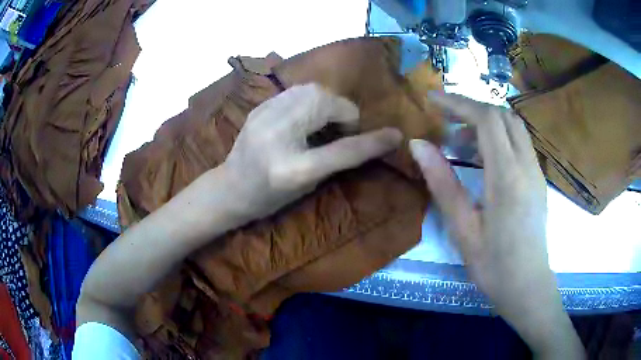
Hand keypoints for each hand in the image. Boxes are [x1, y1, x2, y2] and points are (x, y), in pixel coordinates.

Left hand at [223, 83, 401, 219]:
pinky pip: (296, 91)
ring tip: (324, 120)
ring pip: (312, 90)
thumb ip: (337, 160)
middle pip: (327, 103)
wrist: (229, 188)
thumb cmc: (270, 198)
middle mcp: (277, 135)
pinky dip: (311, 99)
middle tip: (342, 129)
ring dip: (328, 103)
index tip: (395, 135)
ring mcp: (264, 116)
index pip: (343, 150)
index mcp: (292, 169)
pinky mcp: (260, 106)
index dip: (373, 142)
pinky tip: (306, 114)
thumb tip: (367, 138)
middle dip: (344, 112)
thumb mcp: (307, 187)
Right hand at [410, 92, 583, 358]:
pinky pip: (520, 144)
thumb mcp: (462, 228)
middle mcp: (527, 166)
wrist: (527, 287)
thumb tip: (418, 145)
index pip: (486, 119)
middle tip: (444, 121)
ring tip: (460, 142)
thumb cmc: (494, 265)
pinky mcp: (538, 180)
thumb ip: (442, 183)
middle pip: (503, 115)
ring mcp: (536, 172)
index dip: (458, 102)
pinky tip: (482, 160)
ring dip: (486, 123)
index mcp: (507, 177)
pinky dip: (498, 138)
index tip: (432, 99)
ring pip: (514, 127)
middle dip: (471, 108)